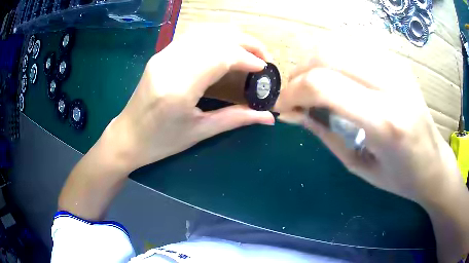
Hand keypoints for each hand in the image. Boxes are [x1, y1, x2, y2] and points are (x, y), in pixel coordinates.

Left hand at [105, 27, 274, 171]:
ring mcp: (163, 55)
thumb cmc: (161, 142)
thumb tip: (269, 116)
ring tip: (248, 49)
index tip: (264, 67)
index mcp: (179, 88)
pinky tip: (226, 46)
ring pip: (204, 32)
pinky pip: (192, 36)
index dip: (247, 58)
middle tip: (262, 55)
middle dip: (245, 42)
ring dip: (231, 36)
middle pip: (215, 38)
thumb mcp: (200, 132)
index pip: (220, 57)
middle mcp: (170, 64)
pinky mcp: (160, 54)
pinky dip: (214, 36)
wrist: (127, 136)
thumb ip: (236, 118)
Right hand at [275, 42, 461, 203]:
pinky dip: (334, 57)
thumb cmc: (399, 177)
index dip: (292, 92)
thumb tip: (294, 113)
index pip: (323, 85)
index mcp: (384, 121)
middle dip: (299, 73)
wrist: (433, 163)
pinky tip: (334, 75)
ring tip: (311, 84)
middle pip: (327, 55)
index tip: (283, 106)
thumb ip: (324, 133)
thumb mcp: (358, 165)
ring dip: (314, 61)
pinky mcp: (397, 62)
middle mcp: (392, 85)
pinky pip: (354, 47)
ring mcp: (396, 68)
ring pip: (339, 44)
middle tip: (294, 94)